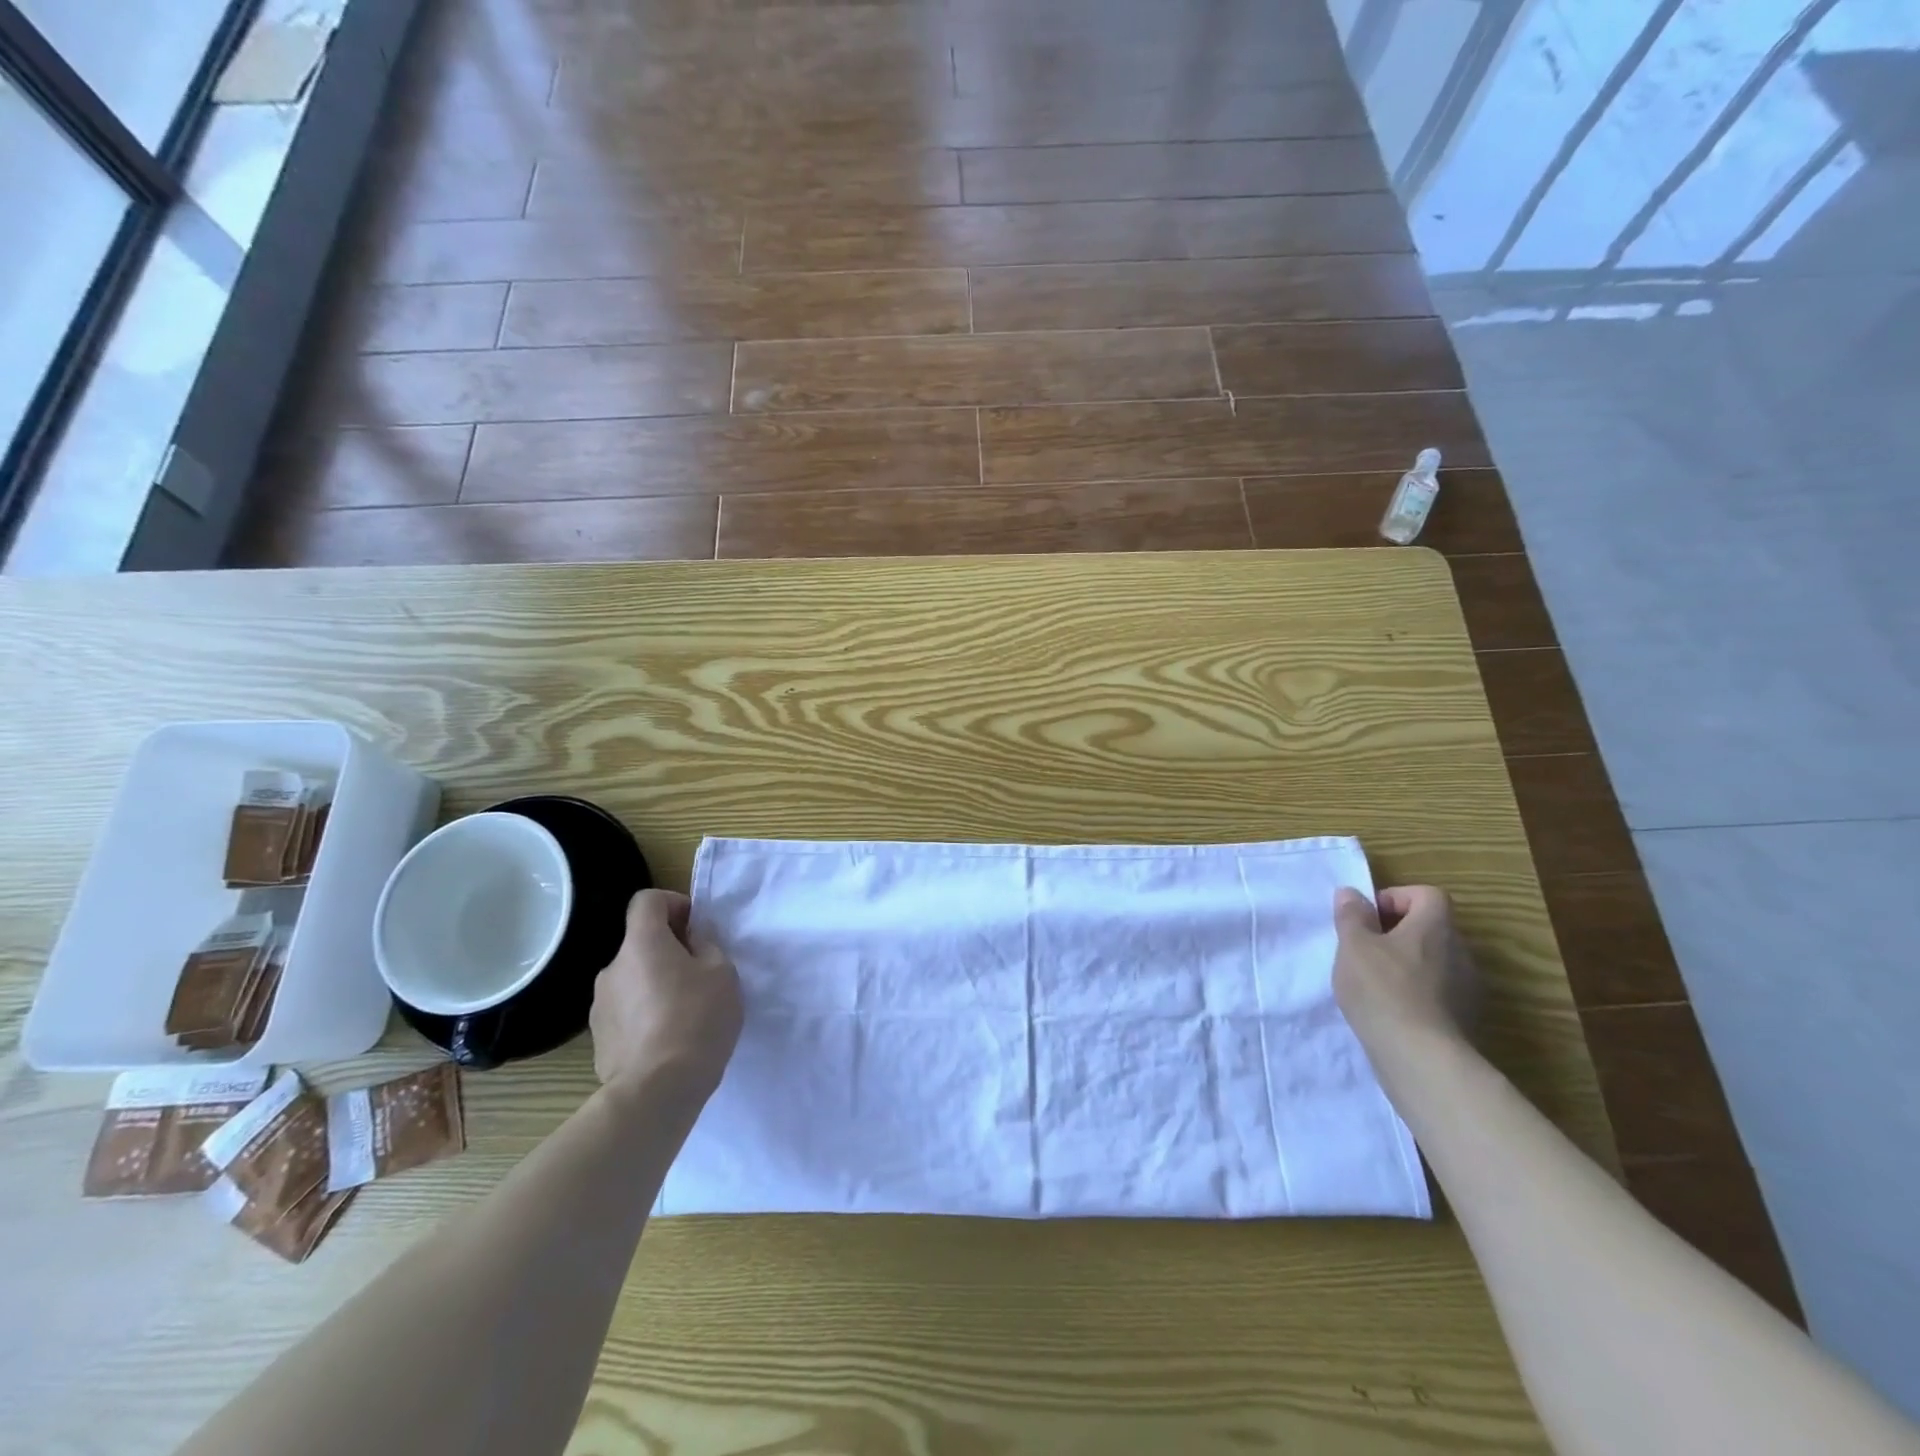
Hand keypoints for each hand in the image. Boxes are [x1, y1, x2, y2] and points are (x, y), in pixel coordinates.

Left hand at [590, 890, 741, 1099]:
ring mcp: (600, 1006)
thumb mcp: (722, 973)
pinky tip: (667, 1040)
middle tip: (700, 975)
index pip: (647, 901)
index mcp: (641, 944)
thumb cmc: (697, 1020)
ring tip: (685, 1013)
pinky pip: (626, 1012)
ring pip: (633, 979)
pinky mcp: (598, 1039)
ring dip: (655, 984)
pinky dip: (645, 1015)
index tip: (695, 927)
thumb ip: (707, 947)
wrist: (657, 1091)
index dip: (673, 903)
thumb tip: (692, 941)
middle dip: (669, 950)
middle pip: (640, 943)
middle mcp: (613, 968)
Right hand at [1331, 885, 1478, 1046]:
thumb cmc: (1382, 988)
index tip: (1367, 919)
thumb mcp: (1353, 945)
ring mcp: (1467, 987)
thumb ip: (1351, 915)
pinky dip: (1415, 993)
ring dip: (1405, 964)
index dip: (1395, 899)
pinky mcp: (1464, 1018)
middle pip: (1429, 927)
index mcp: (1436, 926)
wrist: (1420, 1057)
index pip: (1426, 894)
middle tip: (1363, 950)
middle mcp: (1460, 951)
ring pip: (1433, 961)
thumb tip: (1351, 894)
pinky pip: (1437, 991)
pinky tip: (1390, 1010)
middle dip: (1396, 933)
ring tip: (1373, 983)